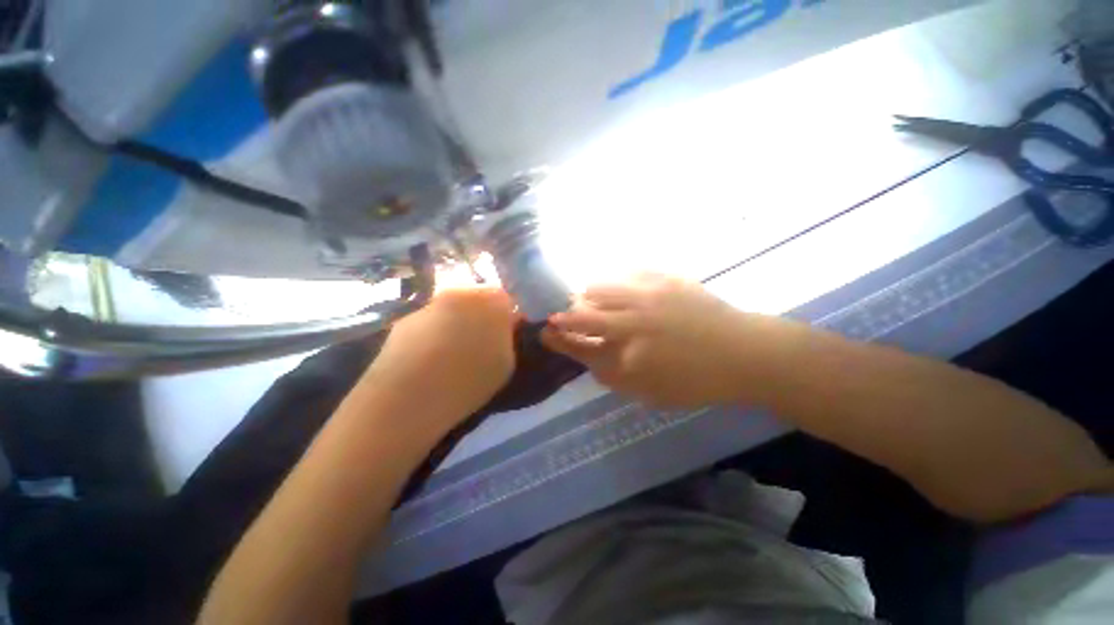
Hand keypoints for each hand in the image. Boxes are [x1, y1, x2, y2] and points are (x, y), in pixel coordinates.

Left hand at [363, 286, 516, 425]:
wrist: (410, 397)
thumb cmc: (469, 380)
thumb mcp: (506, 363)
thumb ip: (508, 338)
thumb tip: (503, 328)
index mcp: (490, 301)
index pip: (504, 299)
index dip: (505, 317)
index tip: (503, 336)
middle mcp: (460, 293)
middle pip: (476, 299)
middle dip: (480, 316)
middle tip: (480, 343)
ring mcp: (430, 304)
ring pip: (452, 310)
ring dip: (456, 324)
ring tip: (453, 353)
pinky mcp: (405, 320)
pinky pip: (430, 322)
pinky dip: (434, 334)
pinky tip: (430, 359)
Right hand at [542, 274, 750, 408]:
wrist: (743, 353)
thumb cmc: (696, 381)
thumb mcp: (649, 391)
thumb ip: (613, 375)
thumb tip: (589, 355)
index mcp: (629, 359)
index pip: (580, 346)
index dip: (559, 339)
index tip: (547, 332)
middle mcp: (632, 325)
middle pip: (583, 314)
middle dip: (565, 315)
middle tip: (561, 315)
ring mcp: (648, 297)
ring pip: (600, 287)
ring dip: (588, 294)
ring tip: (590, 298)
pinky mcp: (664, 279)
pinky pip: (626, 271)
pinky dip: (613, 279)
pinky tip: (616, 283)